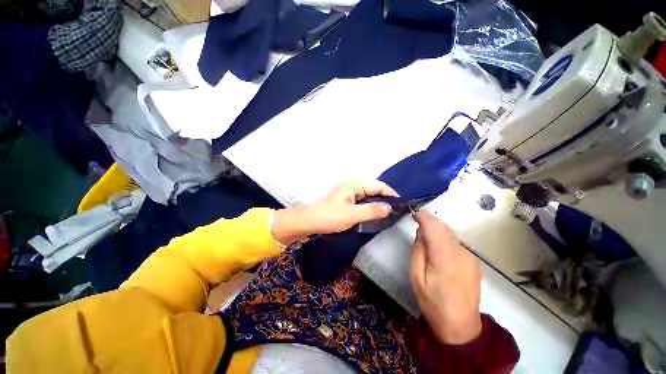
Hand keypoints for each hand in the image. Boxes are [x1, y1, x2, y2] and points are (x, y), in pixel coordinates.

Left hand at [272, 180, 397, 245]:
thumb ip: (372, 210)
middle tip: (396, 210)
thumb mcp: (352, 215)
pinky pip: (361, 201)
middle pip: (373, 189)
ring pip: (368, 196)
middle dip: (384, 198)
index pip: (377, 185)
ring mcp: (348, 193)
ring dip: (377, 203)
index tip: (401, 204)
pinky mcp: (345, 201)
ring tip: (387, 213)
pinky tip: (373, 214)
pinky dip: (369, 207)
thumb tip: (389, 207)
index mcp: (354, 184)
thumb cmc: (330, 216)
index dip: (390, 193)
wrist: (310, 221)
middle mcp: (352, 186)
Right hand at [410, 211, 482, 344]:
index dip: (424, 216)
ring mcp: (470, 257)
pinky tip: (438, 253)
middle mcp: (461, 253)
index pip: (435, 226)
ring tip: (426, 242)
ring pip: (450, 234)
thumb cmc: (433, 303)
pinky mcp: (474, 262)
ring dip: (437, 232)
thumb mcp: (416, 276)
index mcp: (445, 257)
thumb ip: (418, 250)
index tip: (413, 214)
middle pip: (444, 227)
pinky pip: (455, 243)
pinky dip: (444, 241)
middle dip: (429, 223)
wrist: (461, 327)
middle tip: (417, 228)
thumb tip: (421, 232)